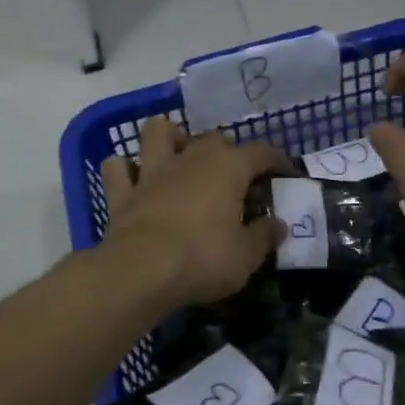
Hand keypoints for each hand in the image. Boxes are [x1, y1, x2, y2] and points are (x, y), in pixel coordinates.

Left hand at [100, 116, 289, 306]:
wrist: (141, 272)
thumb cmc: (203, 260)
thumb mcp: (247, 256)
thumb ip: (264, 236)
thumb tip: (278, 225)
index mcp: (227, 168)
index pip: (261, 152)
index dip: (277, 160)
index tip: (286, 173)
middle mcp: (190, 158)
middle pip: (213, 139)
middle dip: (228, 152)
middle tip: (235, 177)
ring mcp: (152, 172)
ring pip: (156, 132)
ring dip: (168, 138)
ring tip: (179, 155)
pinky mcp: (122, 192)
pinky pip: (118, 169)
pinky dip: (125, 170)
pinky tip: (133, 179)